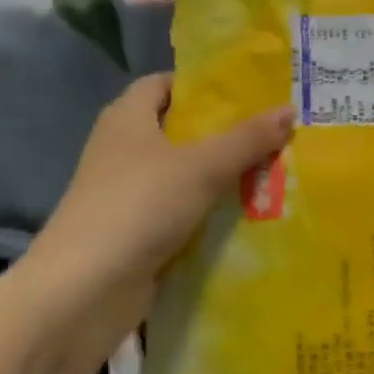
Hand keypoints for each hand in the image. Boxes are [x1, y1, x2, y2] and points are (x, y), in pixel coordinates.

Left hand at [25, 74, 292, 345]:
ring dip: (222, 175)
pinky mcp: (136, 231)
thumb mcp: (201, 167)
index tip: (248, 90)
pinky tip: (250, 213)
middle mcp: (123, 149)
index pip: (165, 84)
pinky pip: (181, 211)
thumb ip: (247, 139)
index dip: (203, 84)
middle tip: (275, 130)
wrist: (84, 290)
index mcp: (127, 117)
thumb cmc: (139, 206)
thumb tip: (289, 110)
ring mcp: (128, 193)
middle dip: (224, 132)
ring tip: (275, 169)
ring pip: (184, 174)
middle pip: (180, 129)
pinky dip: (209, 211)